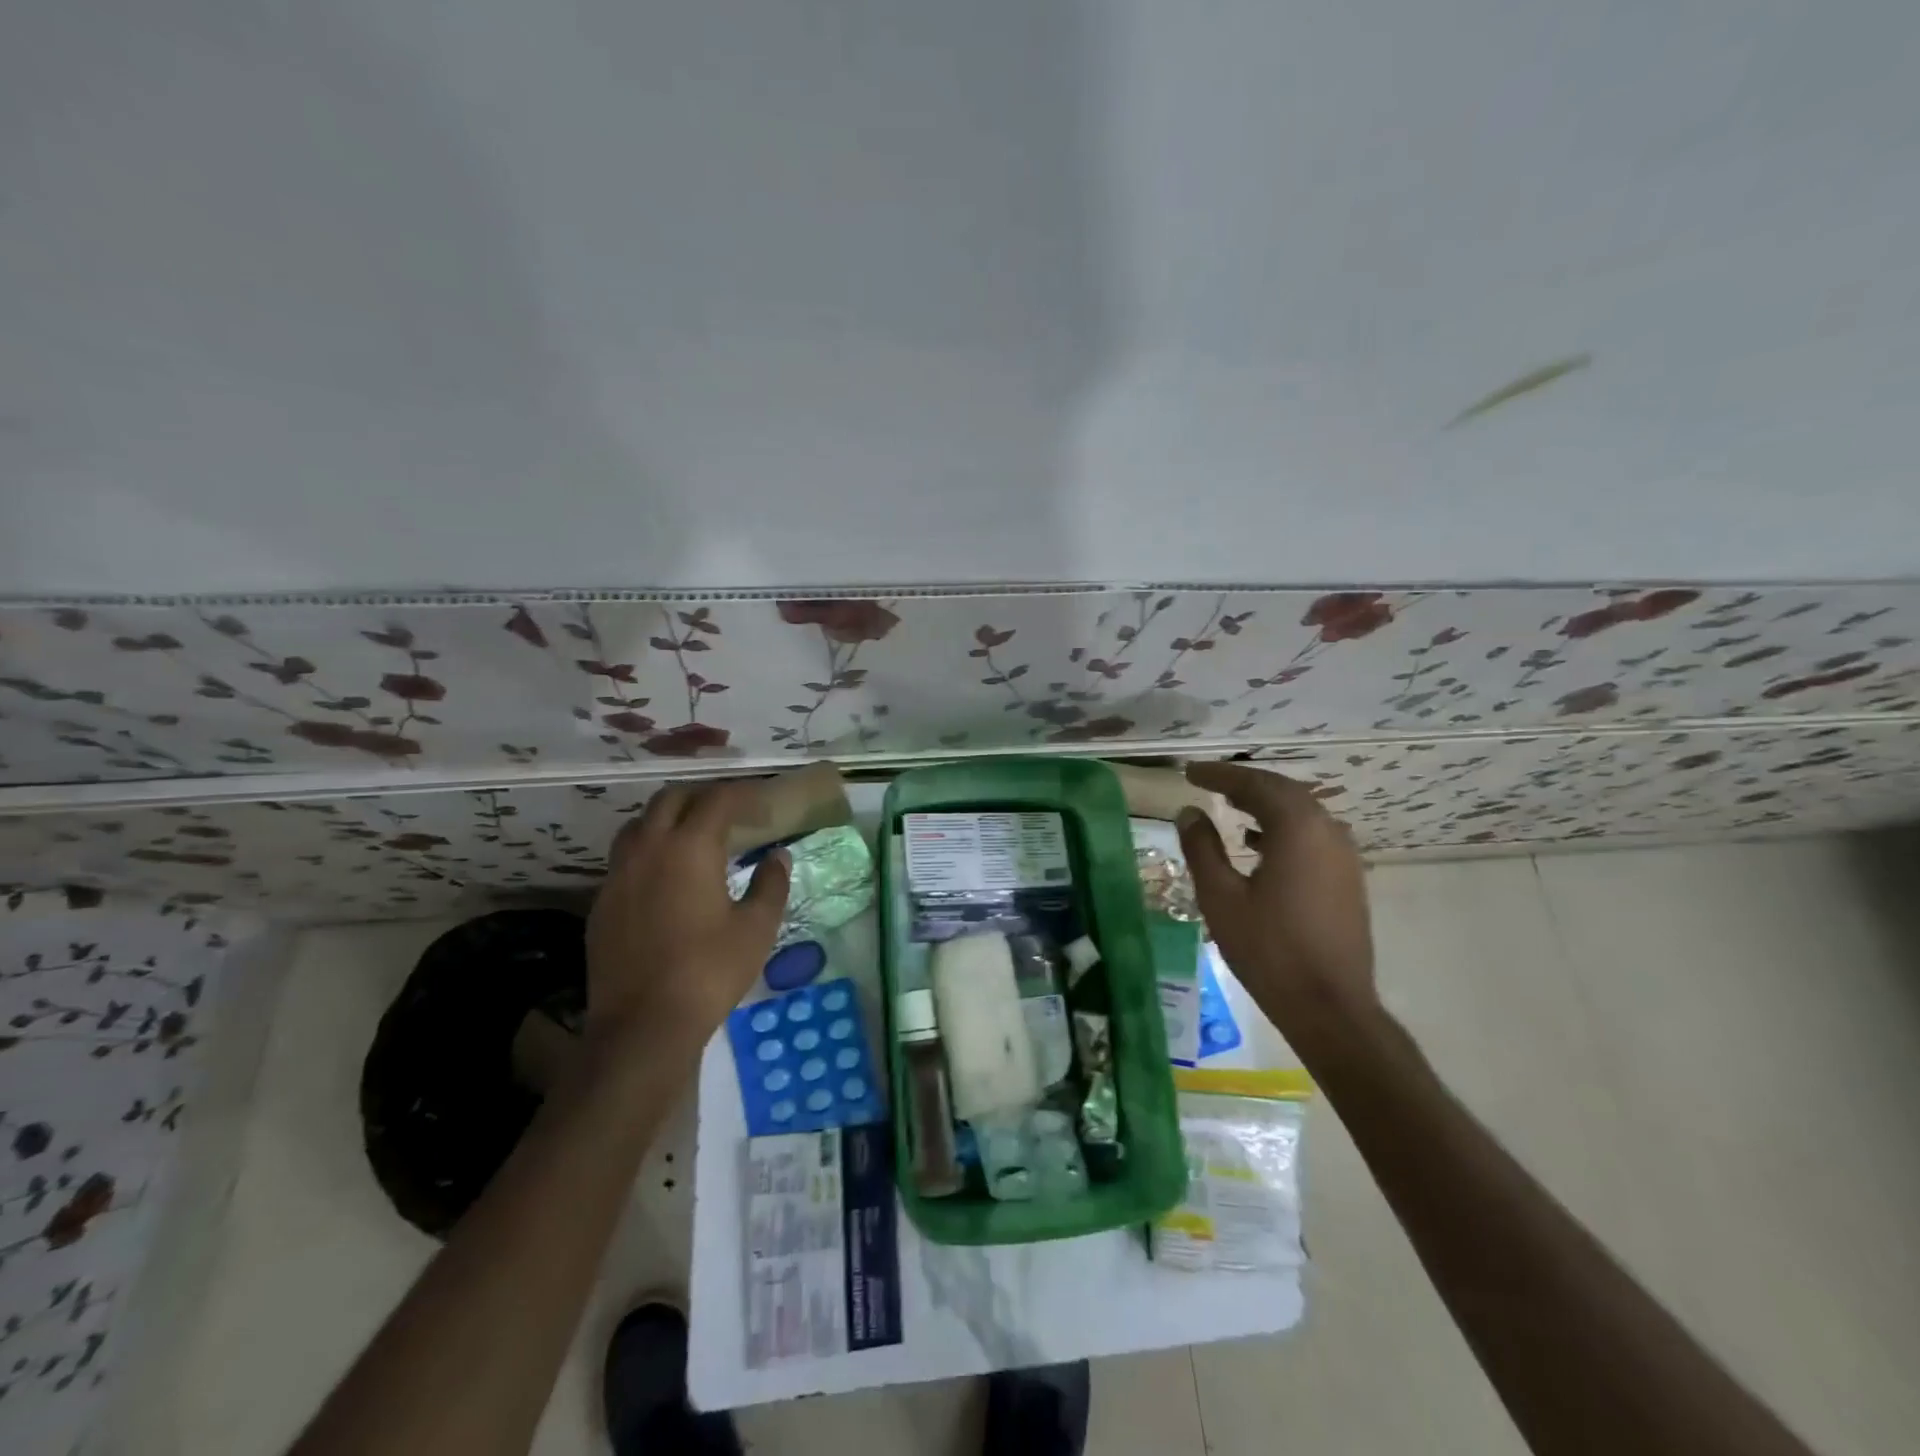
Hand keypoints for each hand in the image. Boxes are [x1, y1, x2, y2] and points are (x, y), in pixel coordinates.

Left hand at [585, 783, 789, 1063]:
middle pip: (671, 799)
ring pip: (640, 823)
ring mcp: (618, 874)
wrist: (642, 1026)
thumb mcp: (756, 928)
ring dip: (670, 818)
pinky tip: (667, 877)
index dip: (744, 794)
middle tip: (731, 812)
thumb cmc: (709, 972)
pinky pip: (625, 857)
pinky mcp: (602, 902)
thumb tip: (777, 856)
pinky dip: (650, 850)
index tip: (763, 803)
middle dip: (703, 796)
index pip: (717, 799)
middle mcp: (648, 848)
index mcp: (689, 848)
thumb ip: (770, 884)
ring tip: (696, 836)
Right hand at [1176, 761, 1377, 1040]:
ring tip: (1229, 807)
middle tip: (1208, 783)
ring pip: (1300, 813)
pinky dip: (1282, 828)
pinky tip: (1257, 844)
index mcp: (1297, 828)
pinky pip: (1312, 835)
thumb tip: (1189, 812)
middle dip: (1244, 784)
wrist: (1329, 1006)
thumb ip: (1202, 848)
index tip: (1190, 772)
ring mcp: (1343, 855)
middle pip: (1282, 791)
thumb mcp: (1221, 897)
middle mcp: (1327, 831)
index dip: (1220, 775)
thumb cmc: (1269, 950)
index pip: (1255, 784)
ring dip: (1265, 804)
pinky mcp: (1347, 878)